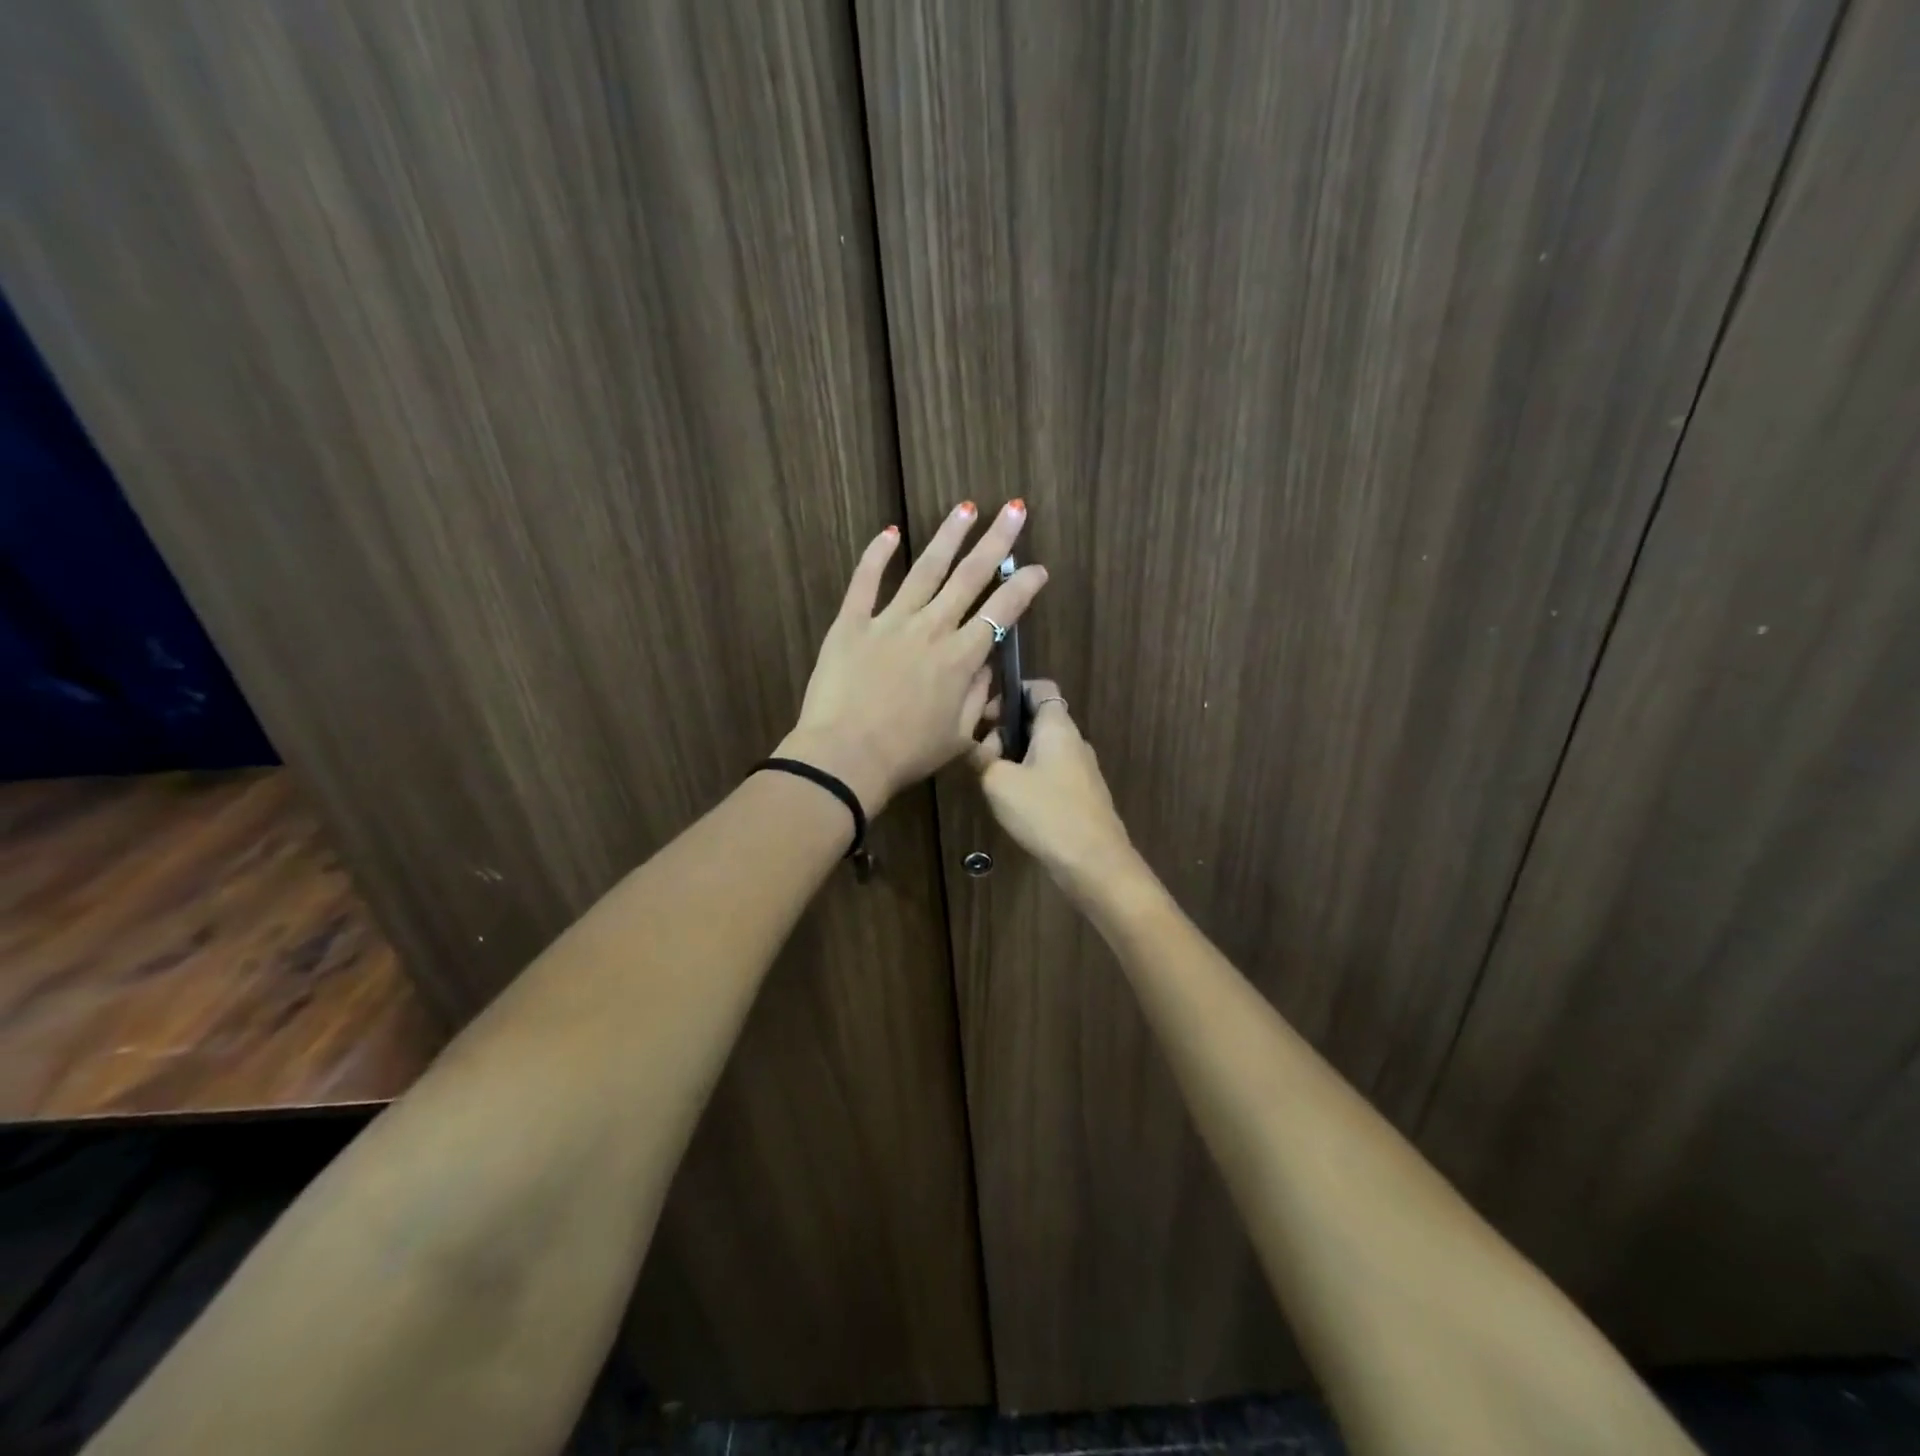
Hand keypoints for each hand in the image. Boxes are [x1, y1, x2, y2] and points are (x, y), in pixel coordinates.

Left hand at [778, 500, 1047, 815]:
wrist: (845, 756)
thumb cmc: (907, 754)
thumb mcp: (959, 737)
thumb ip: (979, 698)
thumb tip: (988, 666)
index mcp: (961, 658)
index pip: (1002, 612)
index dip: (1023, 588)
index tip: (1038, 569)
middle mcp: (932, 628)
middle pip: (970, 576)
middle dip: (997, 541)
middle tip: (1015, 510)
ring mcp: (890, 620)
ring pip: (925, 569)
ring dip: (948, 536)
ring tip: (967, 507)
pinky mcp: (852, 622)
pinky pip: (866, 581)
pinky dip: (876, 554)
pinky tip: (889, 532)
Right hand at [969, 678, 1137, 897]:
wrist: (1093, 861)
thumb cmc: (1045, 811)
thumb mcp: (998, 782)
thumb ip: (982, 758)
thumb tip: (974, 746)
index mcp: (1057, 726)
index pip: (1040, 688)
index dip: (1012, 691)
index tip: (987, 714)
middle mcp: (1074, 741)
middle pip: (1037, 719)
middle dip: (1006, 730)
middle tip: (981, 754)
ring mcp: (1082, 769)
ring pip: (1042, 749)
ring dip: (1015, 757)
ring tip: (992, 780)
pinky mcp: (1082, 795)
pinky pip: (1051, 773)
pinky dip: (1030, 777)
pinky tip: (1013, 802)